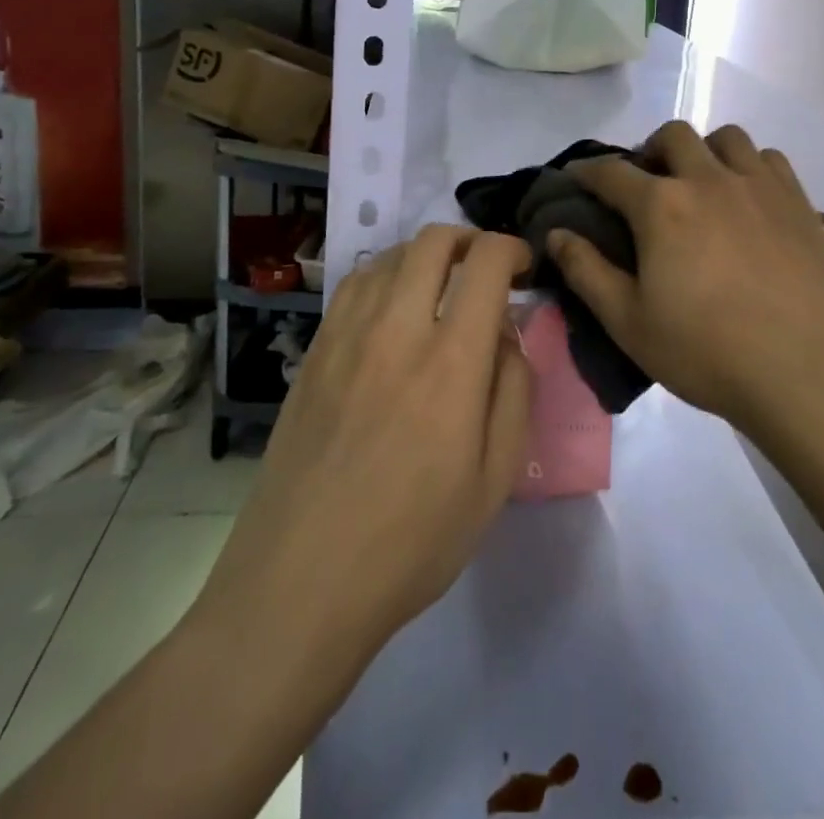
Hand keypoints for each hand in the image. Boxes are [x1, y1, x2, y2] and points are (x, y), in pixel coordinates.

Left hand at [196, 226, 532, 667]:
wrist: (299, 584)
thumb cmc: (411, 542)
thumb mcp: (494, 480)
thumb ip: (512, 391)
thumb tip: (507, 334)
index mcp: (450, 363)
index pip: (485, 264)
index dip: (512, 249)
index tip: (524, 267)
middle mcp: (396, 330)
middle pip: (432, 242)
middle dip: (470, 240)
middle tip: (486, 271)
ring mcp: (346, 337)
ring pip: (390, 256)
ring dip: (426, 257)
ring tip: (441, 289)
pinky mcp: (313, 353)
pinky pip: (353, 286)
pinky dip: (385, 276)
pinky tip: (392, 309)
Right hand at [546, 122, 823, 432]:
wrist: (806, 371)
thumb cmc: (707, 351)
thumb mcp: (628, 322)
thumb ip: (586, 271)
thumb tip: (554, 234)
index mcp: (661, 207)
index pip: (611, 172)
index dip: (587, 170)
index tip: (576, 175)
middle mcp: (708, 180)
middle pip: (672, 136)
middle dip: (649, 150)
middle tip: (646, 184)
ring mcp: (758, 186)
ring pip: (726, 137)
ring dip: (703, 151)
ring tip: (700, 183)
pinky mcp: (797, 201)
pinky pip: (768, 158)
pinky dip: (748, 165)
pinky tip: (746, 197)